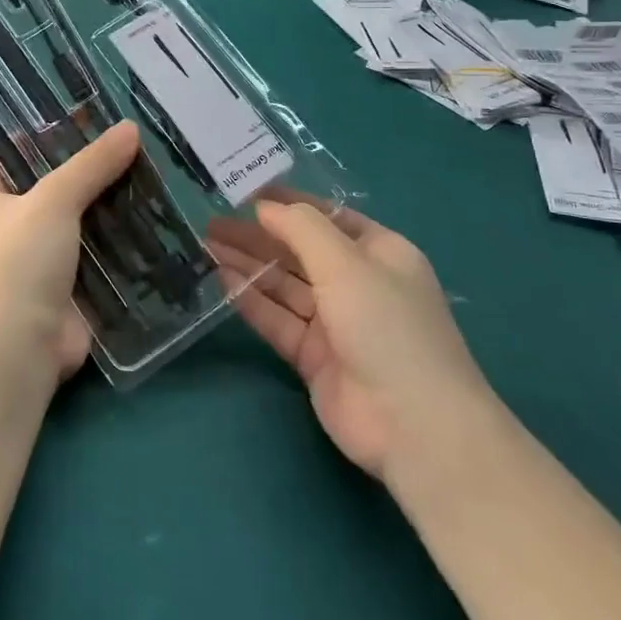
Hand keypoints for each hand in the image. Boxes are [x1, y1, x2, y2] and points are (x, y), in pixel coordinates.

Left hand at [0, 121, 139, 383]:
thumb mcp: (52, 200)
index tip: (91, 115)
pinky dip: (120, 235)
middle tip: (133, 140)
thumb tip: (130, 129)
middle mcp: (8, 222)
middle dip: (90, 166)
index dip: (47, 131)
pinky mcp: (67, 282)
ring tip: (152, 169)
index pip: (13, 151)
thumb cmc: (18, 262)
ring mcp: (39, 255)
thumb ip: (91, 164)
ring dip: (110, 200)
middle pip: (52, 182)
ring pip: (79, 216)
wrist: (18, 349)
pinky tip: (154, 213)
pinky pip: (97, 249)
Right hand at [209, 196, 492, 479]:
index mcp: (380, 253)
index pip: (328, 217)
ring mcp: (336, 323)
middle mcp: (358, 283)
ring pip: (284, 285)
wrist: (413, 426)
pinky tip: (223, 279)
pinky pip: (278, 319)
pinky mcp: (314, 357)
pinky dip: (251, 300)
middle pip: (300, 251)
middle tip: (212, 222)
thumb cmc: (386, 325)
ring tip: (207, 245)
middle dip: (259, 235)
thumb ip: (301, 228)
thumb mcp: (346, 263)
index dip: (288, 203)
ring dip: (249, 264)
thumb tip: (264, 206)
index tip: (244, 193)